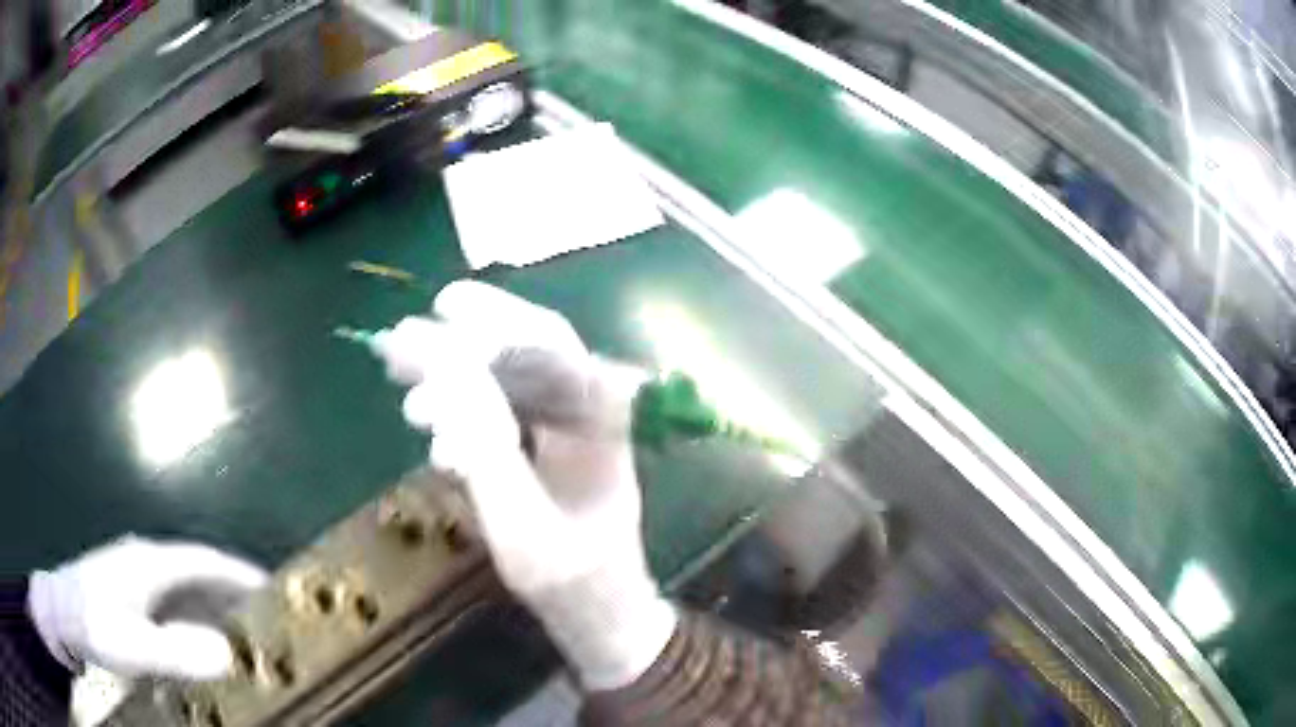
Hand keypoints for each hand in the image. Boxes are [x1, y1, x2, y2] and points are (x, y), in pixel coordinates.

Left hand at [28, 536, 267, 680]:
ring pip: (186, 589)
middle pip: (200, 573)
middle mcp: (148, 562)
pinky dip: (195, 619)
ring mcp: (137, 578)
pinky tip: (199, 644)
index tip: (279, 590)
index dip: (242, 573)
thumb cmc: (93, 623)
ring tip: (243, 639)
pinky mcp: (130, 595)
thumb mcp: (132, 645)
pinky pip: (173, 604)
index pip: (206, 560)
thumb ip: (176, 651)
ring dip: (216, 609)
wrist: (60, 612)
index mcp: (152, 563)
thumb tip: (229, 654)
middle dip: (235, 594)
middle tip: (270, 625)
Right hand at [376, 281, 676, 690]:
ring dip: (450, 376)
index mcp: (601, 418)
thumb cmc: (571, 579)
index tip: (441, 306)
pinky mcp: (543, 451)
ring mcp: (565, 431)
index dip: (494, 316)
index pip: (548, 343)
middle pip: (522, 353)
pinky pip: (498, 416)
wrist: (597, 613)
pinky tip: (429, 429)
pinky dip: (460, 414)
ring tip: (399, 379)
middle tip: (400, 340)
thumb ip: (487, 449)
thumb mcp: (522, 524)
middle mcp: (588, 411)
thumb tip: (447, 370)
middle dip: (458, 342)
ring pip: (504, 382)